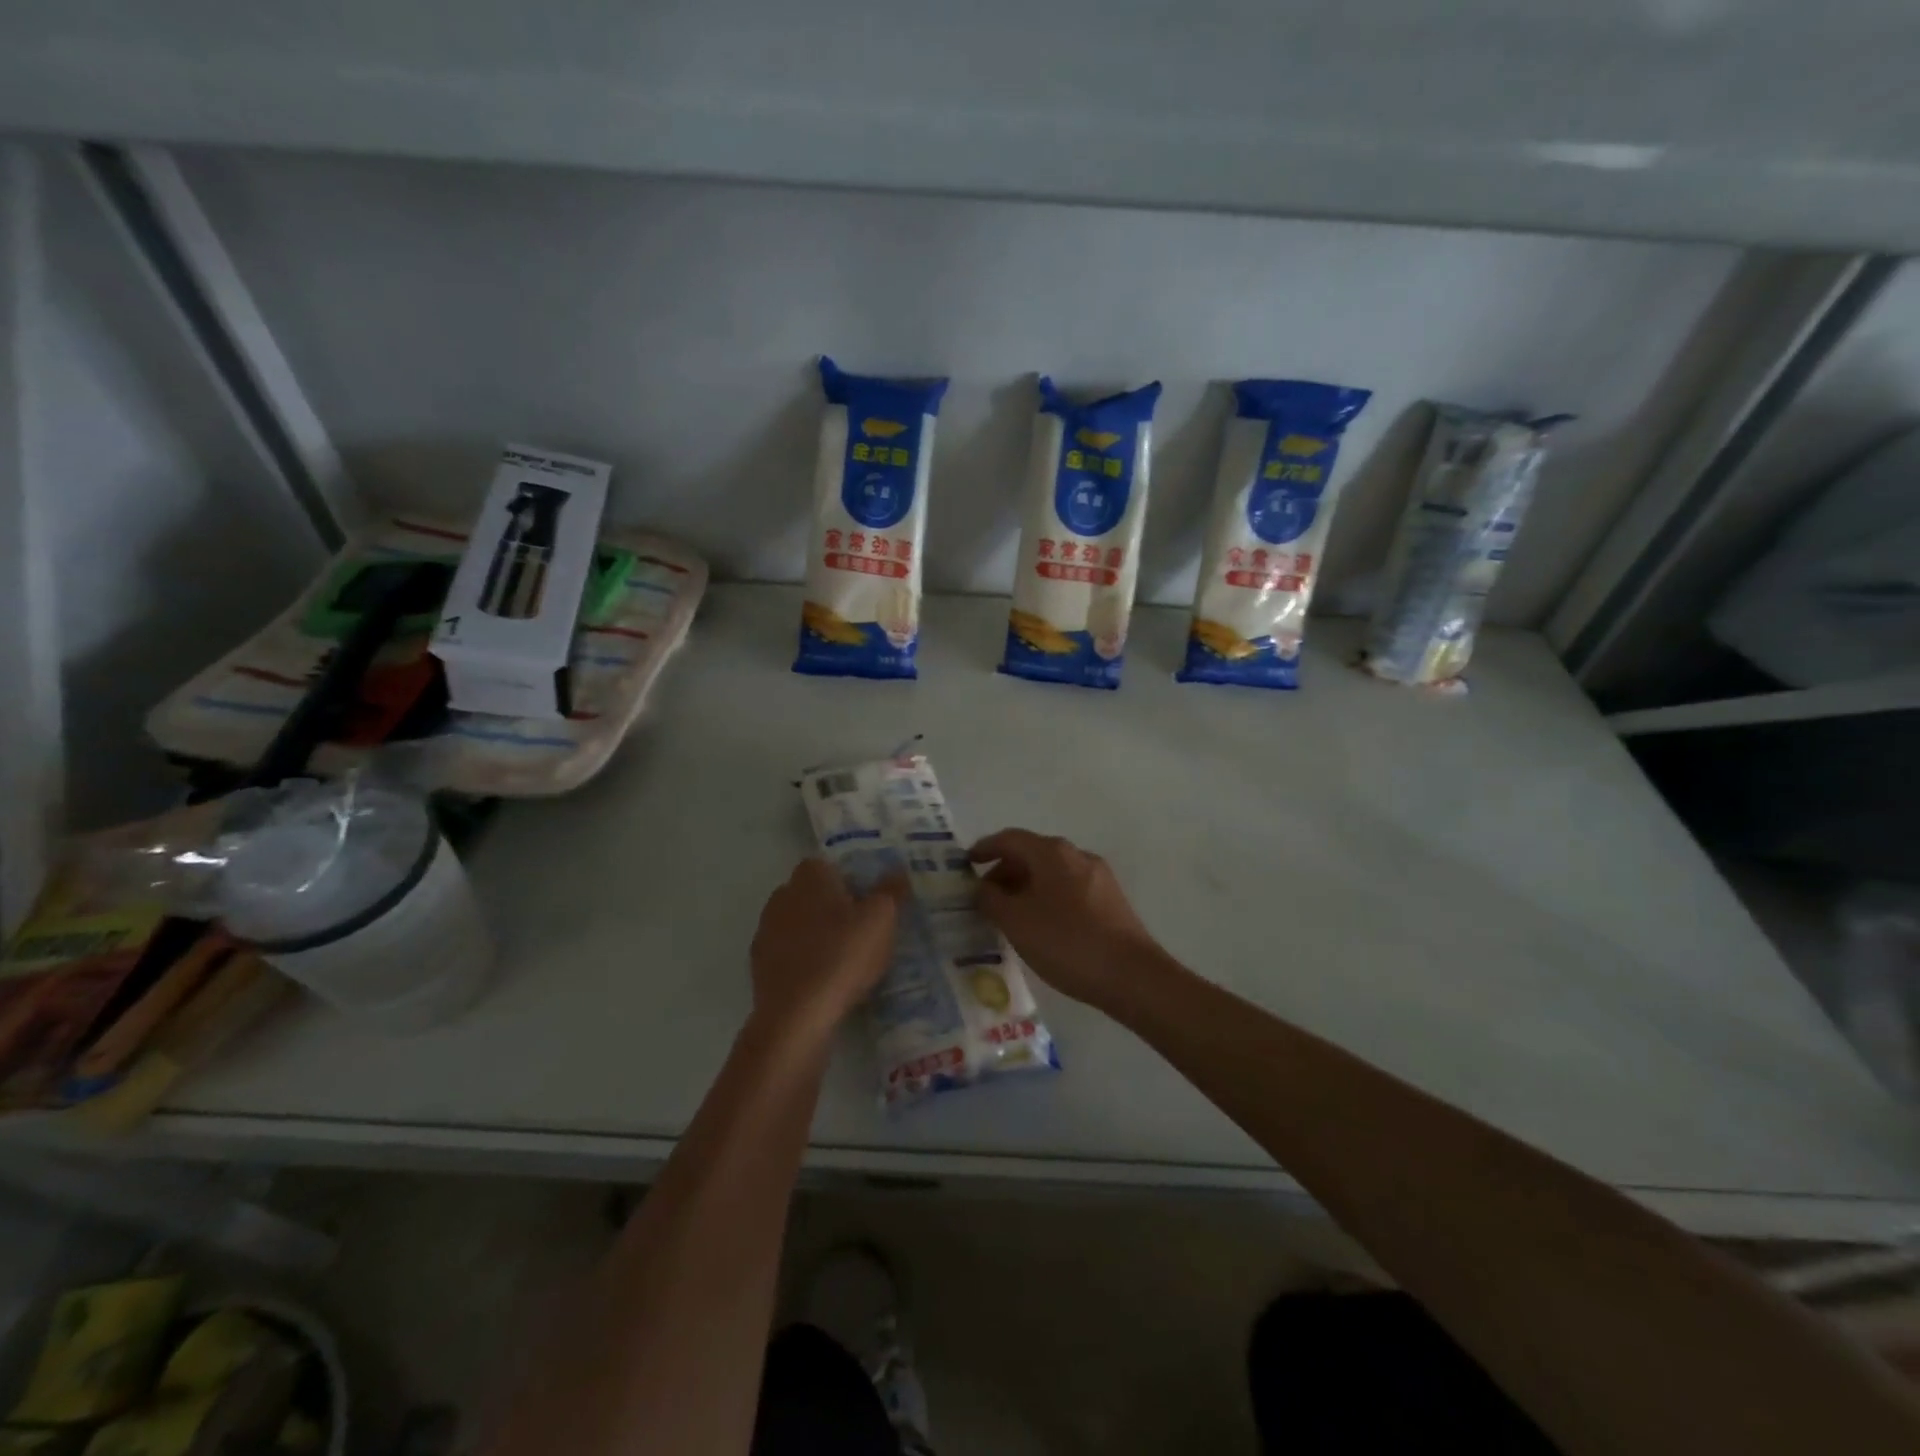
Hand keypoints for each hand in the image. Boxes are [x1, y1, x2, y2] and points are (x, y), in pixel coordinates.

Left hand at [749, 858, 905, 1043]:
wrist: (797, 1016)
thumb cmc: (843, 956)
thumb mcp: (882, 919)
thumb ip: (891, 890)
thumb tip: (896, 870)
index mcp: (810, 876)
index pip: (830, 865)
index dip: (850, 881)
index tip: (869, 903)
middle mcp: (782, 895)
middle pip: (813, 893)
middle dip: (833, 906)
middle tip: (862, 930)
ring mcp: (766, 930)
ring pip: (799, 923)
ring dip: (817, 934)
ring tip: (845, 959)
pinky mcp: (759, 964)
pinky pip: (788, 952)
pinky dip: (804, 959)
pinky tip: (823, 980)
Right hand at [969, 830, 1167, 1010]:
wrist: (1131, 975)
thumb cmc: (1066, 941)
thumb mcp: (1016, 922)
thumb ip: (991, 899)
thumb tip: (982, 886)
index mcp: (1051, 852)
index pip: (1010, 839)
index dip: (985, 848)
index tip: (966, 862)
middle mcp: (1076, 855)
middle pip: (1032, 853)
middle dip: (1004, 871)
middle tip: (984, 897)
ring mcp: (1098, 876)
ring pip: (1051, 872)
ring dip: (1025, 886)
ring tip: (1009, 915)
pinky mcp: (1110, 900)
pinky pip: (1068, 888)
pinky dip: (1046, 897)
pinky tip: (1040, 925)